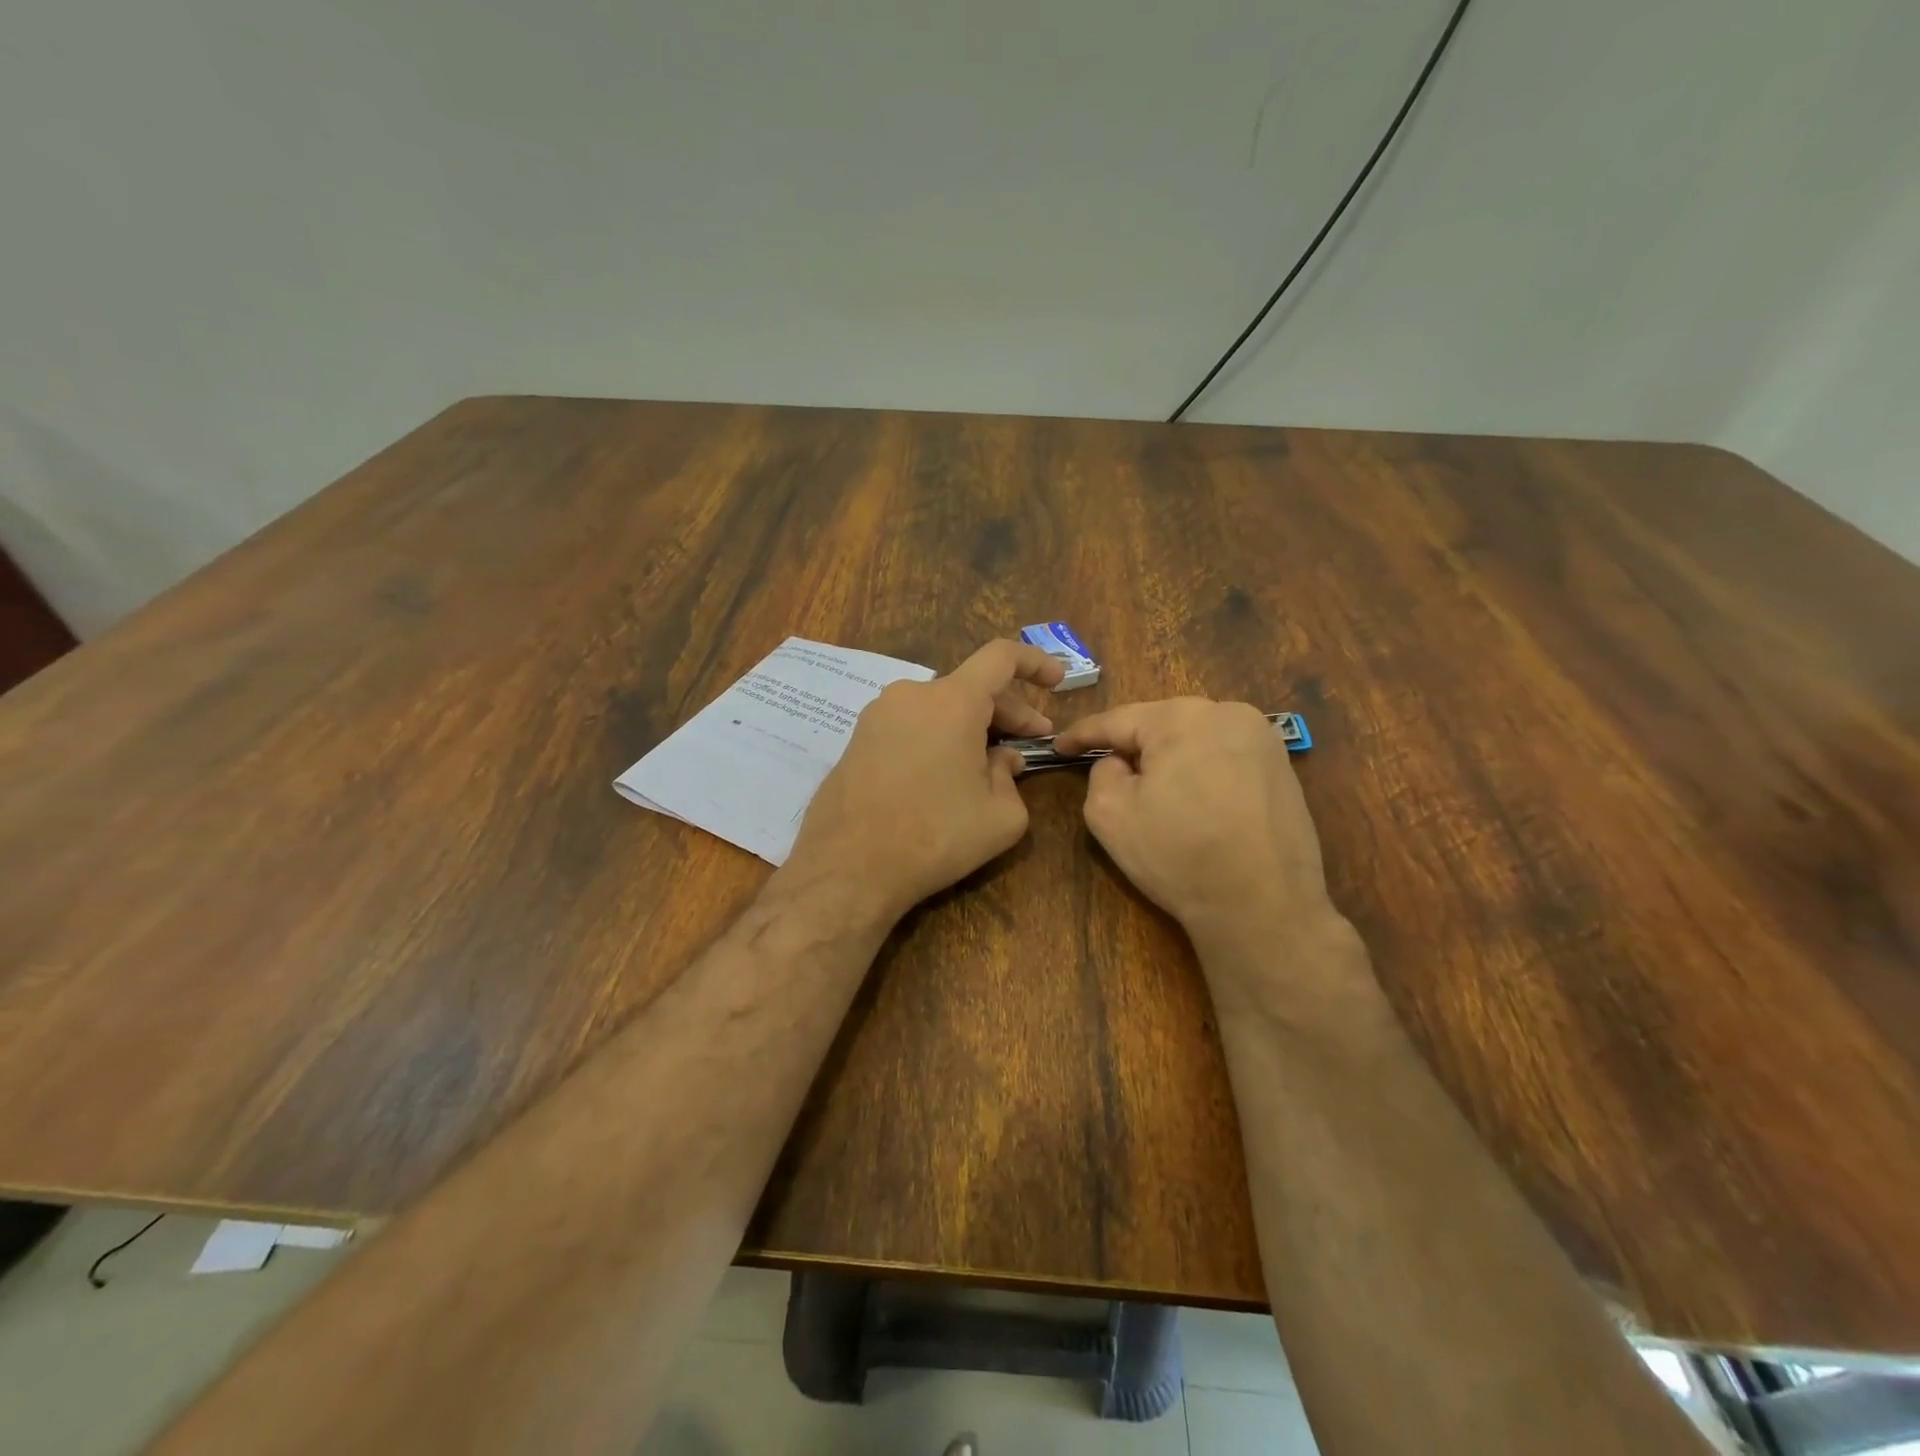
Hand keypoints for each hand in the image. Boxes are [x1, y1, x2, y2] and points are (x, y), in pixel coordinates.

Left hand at [785, 640, 1065, 920]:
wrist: (849, 867)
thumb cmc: (935, 836)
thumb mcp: (1000, 816)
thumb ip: (1012, 777)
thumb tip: (1002, 759)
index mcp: (952, 701)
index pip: (1001, 657)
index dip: (1035, 662)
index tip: (1057, 681)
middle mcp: (911, 695)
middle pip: (971, 687)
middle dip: (1009, 711)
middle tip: (1032, 740)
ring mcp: (878, 716)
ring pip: (939, 708)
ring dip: (972, 727)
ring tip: (989, 765)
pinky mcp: (858, 740)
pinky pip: (911, 726)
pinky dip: (938, 738)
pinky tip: (947, 776)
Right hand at [1053, 698, 1344, 956]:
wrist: (1263, 906)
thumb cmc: (1178, 855)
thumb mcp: (1109, 814)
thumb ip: (1100, 772)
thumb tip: (1119, 762)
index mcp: (1181, 717)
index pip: (1117, 720)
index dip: (1083, 734)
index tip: (1058, 746)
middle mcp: (1227, 713)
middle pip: (1161, 724)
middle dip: (1131, 744)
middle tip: (1103, 765)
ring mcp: (1262, 738)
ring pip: (1195, 738)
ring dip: (1169, 757)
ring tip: (1150, 786)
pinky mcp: (1282, 767)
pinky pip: (1225, 756)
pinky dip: (1202, 771)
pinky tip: (1194, 801)